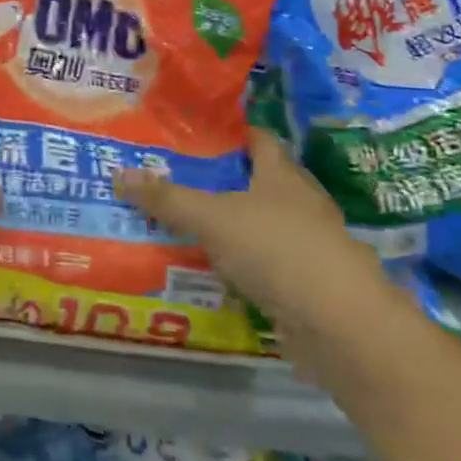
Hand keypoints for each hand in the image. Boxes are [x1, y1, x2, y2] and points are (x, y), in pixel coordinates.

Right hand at [115, 128, 389, 331]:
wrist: (342, 327)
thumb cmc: (277, 250)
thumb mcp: (211, 218)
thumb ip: (167, 199)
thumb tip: (118, 174)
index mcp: (282, 175)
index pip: (257, 139)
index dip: (229, 133)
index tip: (194, 133)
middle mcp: (301, 204)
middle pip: (260, 182)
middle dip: (223, 180)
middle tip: (177, 178)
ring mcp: (310, 246)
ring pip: (263, 226)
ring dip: (232, 226)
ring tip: (187, 224)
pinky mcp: (310, 286)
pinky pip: (268, 265)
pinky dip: (244, 265)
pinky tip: (215, 271)